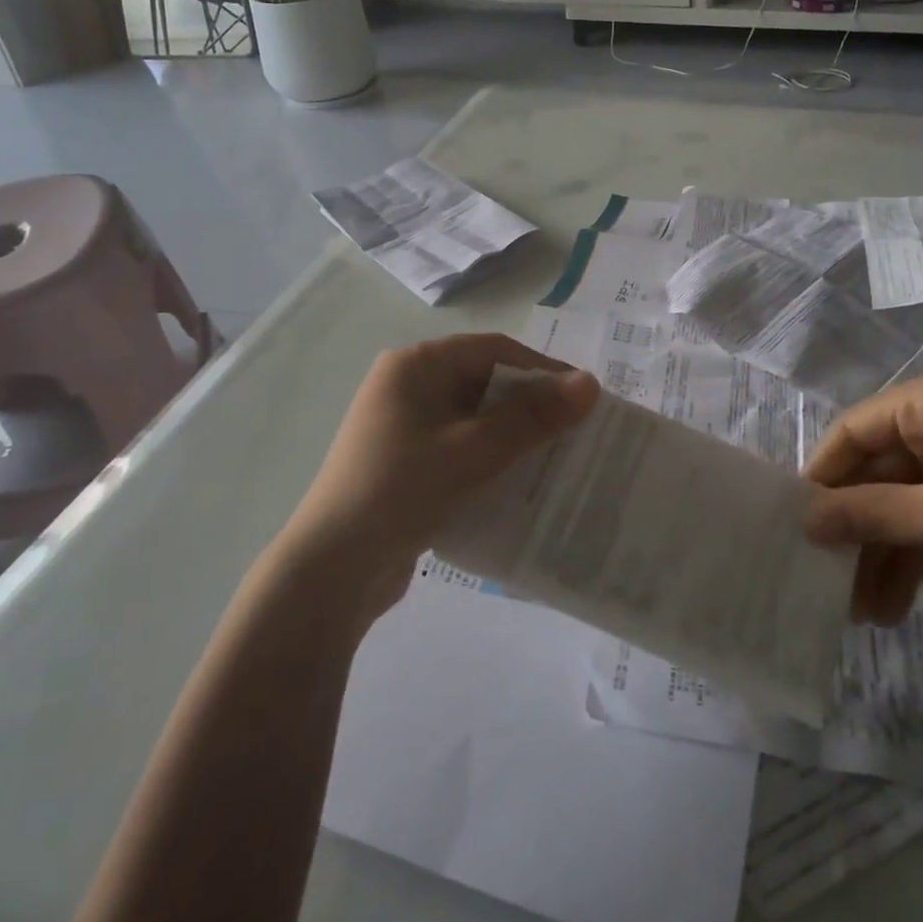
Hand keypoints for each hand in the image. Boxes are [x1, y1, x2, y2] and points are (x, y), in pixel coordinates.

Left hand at [280, 334, 598, 622]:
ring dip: (514, 437)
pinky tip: (520, 484)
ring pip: (475, 419)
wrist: (332, 571)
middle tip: (576, 433)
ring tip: (557, 460)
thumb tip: (590, 383)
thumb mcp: (474, 450)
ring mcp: (403, 427)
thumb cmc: (402, 491)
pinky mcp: (405, 463)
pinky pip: (460, 448)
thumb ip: (532, 416)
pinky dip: (490, 460)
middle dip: (531, 407)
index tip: (583, 400)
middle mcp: (407, 386)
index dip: (542, 371)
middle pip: (485, 383)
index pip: (494, 350)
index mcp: (415, 365)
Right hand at [804, 368, 922, 623]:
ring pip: (907, 499)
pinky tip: (896, 600)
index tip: (795, 526)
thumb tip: (803, 519)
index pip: (852, 432)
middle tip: (826, 579)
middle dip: (856, 527)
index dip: (822, 478)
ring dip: (885, 551)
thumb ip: (871, 514)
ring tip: (860, 610)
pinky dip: (919, 552)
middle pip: (879, 470)